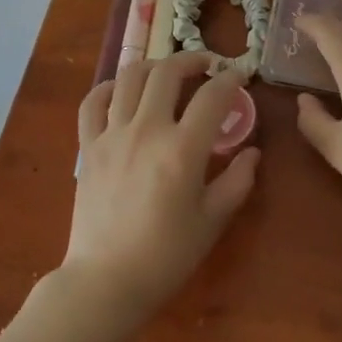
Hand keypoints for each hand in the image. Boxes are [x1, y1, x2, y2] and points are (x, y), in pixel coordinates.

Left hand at [64, 51, 260, 325]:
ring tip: (167, 73)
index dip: (230, 80)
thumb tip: (252, 152)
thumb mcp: (212, 222)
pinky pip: (93, 101)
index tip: (238, 77)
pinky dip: (109, 88)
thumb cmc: (166, 256)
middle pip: (168, 72)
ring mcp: (113, 134)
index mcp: (182, 149)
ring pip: (130, 76)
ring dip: (154, 66)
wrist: (106, 282)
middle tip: (206, 65)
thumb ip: (236, 182)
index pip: (212, 96)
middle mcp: (147, 130)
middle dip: (192, 59)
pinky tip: (122, 91)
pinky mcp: (89, 145)